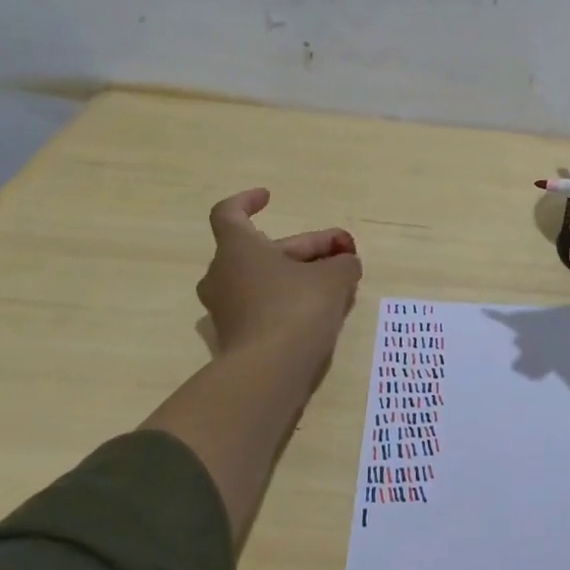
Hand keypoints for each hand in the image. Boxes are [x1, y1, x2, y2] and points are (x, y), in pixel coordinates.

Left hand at [199, 189, 362, 370]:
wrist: (268, 373)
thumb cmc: (297, 309)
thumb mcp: (333, 278)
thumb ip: (342, 263)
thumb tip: (346, 262)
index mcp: (237, 249)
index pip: (229, 213)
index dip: (247, 201)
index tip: (268, 197)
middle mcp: (223, 274)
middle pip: (264, 249)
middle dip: (305, 247)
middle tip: (342, 251)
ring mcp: (226, 308)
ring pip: (264, 278)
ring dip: (297, 274)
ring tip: (336, 281)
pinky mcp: (235, 336)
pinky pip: (263, 305)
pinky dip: (288, 300)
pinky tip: (321, 309)